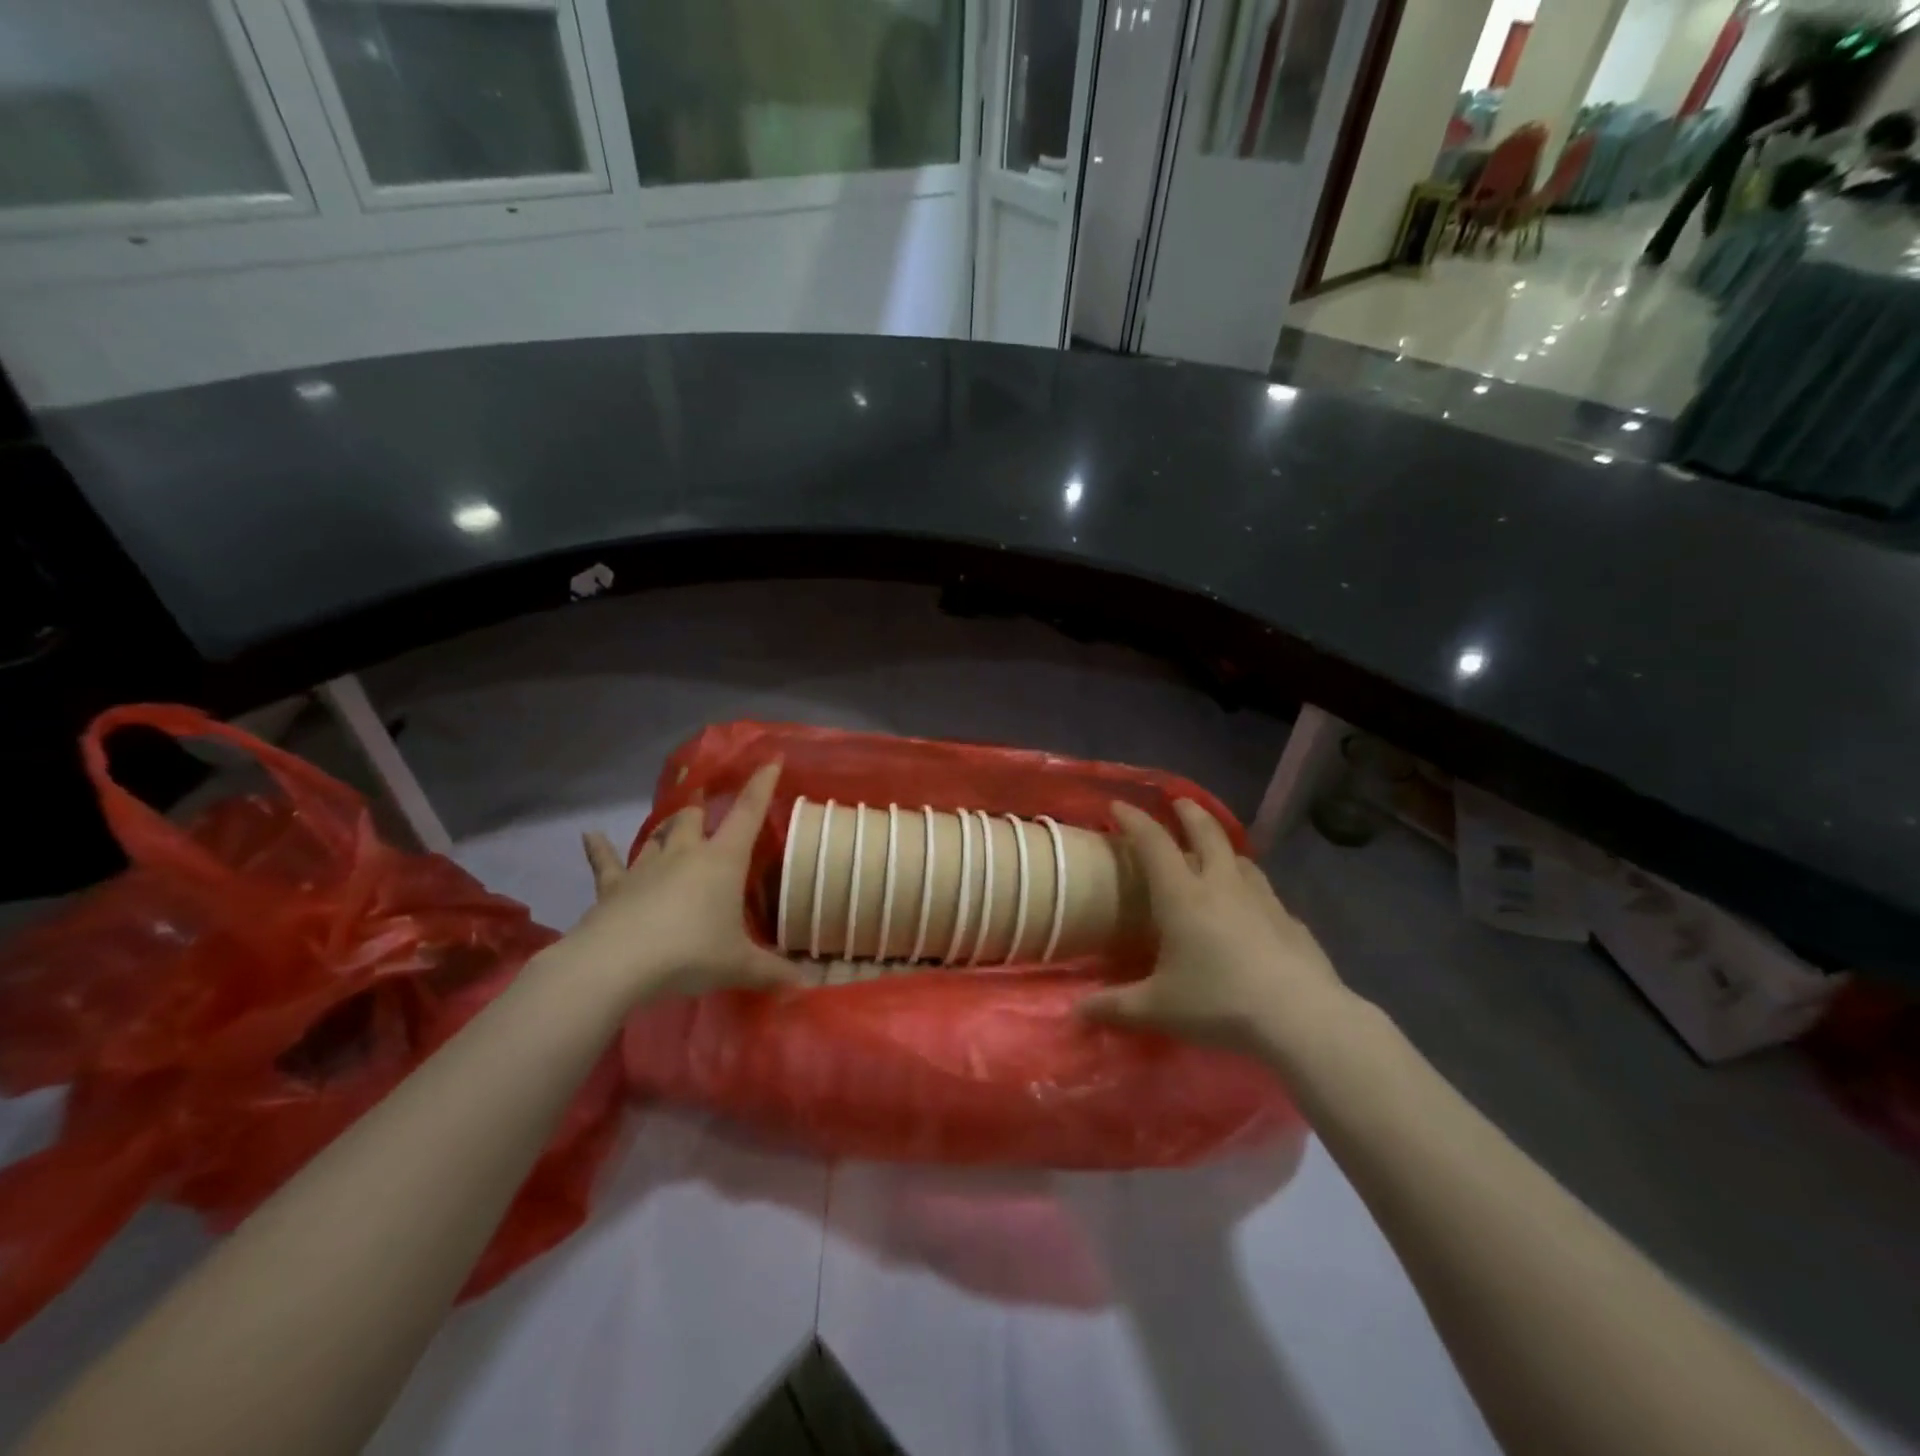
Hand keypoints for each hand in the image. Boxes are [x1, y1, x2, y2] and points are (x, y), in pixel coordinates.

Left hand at [568, 761, 800, 1004]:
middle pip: (693, 818)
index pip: (747, 814)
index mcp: (722, 861)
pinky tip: (589, 836)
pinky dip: (599, 849)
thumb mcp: (739, 965)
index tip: (770, 760)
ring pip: (658, 835)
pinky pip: (606, 863)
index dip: (761, 786)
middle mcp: (685, 854)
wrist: (617, 963)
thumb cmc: (689, 953)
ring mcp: (646, 867)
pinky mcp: (614, 887)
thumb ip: (772, 971)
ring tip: (673, 820)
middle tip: (704, 800)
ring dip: (666, 827)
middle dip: (700, 806)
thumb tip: (806, 983)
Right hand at [1079, 801, 1349, 1053]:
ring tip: (1216, 850)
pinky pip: (1265, 893)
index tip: (1118, 805)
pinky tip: (1251, 908)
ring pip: (1240, 858)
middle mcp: (1222, 885)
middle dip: (1189, 813)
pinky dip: (1250, 888)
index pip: (1153, 843)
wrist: (1301, 1017)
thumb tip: (1076, 1011)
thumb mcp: (1158, 1008)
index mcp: (1183, 896)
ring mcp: (1262, 899)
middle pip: (1206, 833)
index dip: (1134, 820)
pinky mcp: (1290, 921)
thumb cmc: (1219, 1002)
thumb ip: (1115, 1006)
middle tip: (1178, 802)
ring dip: (1223, 846)